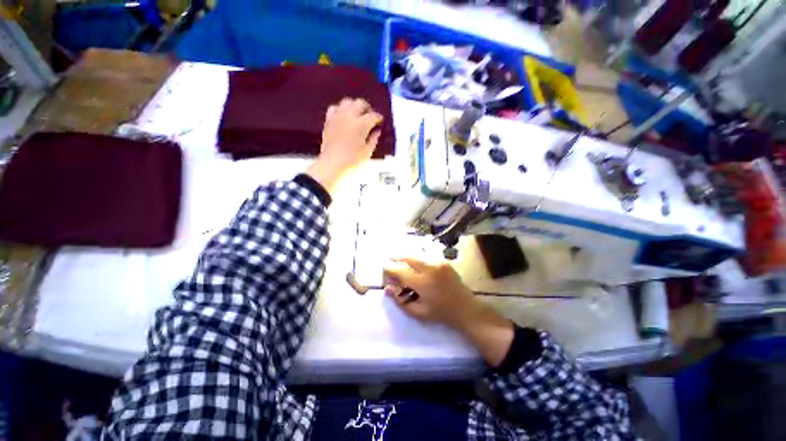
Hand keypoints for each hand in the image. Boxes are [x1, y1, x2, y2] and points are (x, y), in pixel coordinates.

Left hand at [306, 98, 382, 191]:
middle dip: (368, 108)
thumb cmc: (352, 160)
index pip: (374, 115)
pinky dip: (340, 110)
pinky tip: (343, 116)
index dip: (379, 118)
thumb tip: (377, 131)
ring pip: (347, 102)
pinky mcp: (329, 120)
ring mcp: (338, 116)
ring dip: (354, 106)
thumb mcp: (367, 152)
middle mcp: (350, 116)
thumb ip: (374, 139)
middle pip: (360, 103)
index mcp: (362, 124)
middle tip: (370, 117)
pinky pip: (335, 108)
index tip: (380, 122)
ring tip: (357, 115)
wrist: (332, 163)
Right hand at [383, 258, 514, 366]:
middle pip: (407, 257)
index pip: (400, 271)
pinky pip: (426, 258)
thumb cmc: (441, 314)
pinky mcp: (444, 262)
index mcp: (422, 283)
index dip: (389, 269)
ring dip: (406, 258)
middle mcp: (429, 268)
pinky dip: (417, 260)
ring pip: (416, 255)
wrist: (466, 309)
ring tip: (401, 263)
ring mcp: (438, 263)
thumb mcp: (418, 312)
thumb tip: (387, 287)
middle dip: (396, 258)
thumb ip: (400, 300)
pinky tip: (416, 266)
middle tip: (390, 262)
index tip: (384, 270)